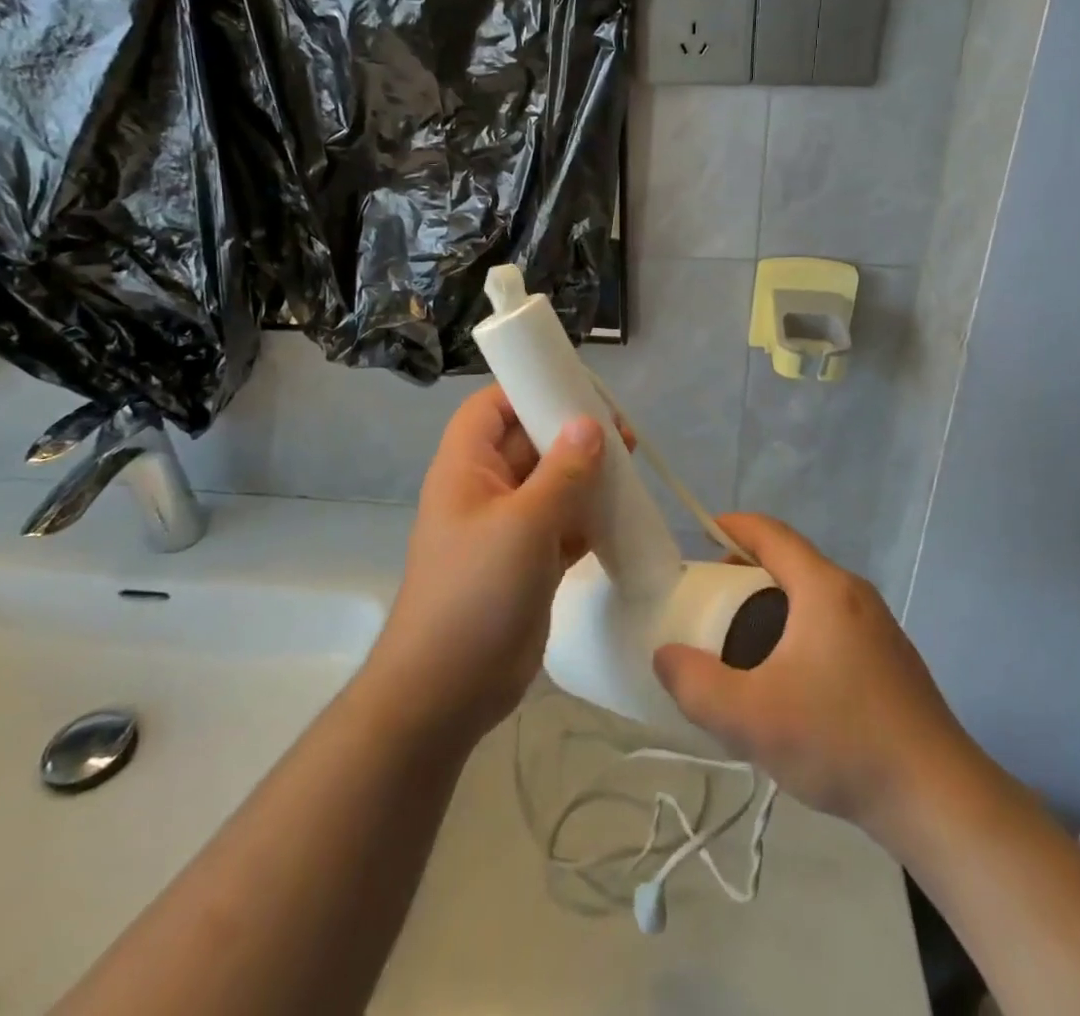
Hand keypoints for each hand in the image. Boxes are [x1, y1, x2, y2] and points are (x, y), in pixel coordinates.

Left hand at [367, 386, 603, 746]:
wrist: (447, 690)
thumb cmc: (474, 594)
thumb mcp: (522, 525)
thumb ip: (561, 472)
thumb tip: (590, 423)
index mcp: (467, 467)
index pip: (492, 406)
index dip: (529, 389)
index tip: (578, 389)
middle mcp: (486, 489)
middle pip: (528, 441)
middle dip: (571, 431)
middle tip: (622, 431)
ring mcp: (508, 527)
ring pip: (551, 482)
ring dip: (587, 473)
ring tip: (631, 463)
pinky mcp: (529, 560)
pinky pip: (563, 522)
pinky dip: (589, 514)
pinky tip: (622, 510)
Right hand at [652, 513, 986, 839]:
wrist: (939, 799)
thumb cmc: (841, 742)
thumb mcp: (752, 719)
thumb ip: (696, 685)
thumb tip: (666, 656)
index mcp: (824, 588)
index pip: (771, 534)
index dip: (733, 526)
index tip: (700, 534)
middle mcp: (854, 594)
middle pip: (791, 562)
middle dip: (746, 570)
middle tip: (711, 599)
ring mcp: (879, 626)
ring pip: (813, 595)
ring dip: (773, 603)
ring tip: (742, 641)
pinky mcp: (891, 659)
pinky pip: (832, 623)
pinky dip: (799, 627)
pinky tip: (788, 678)